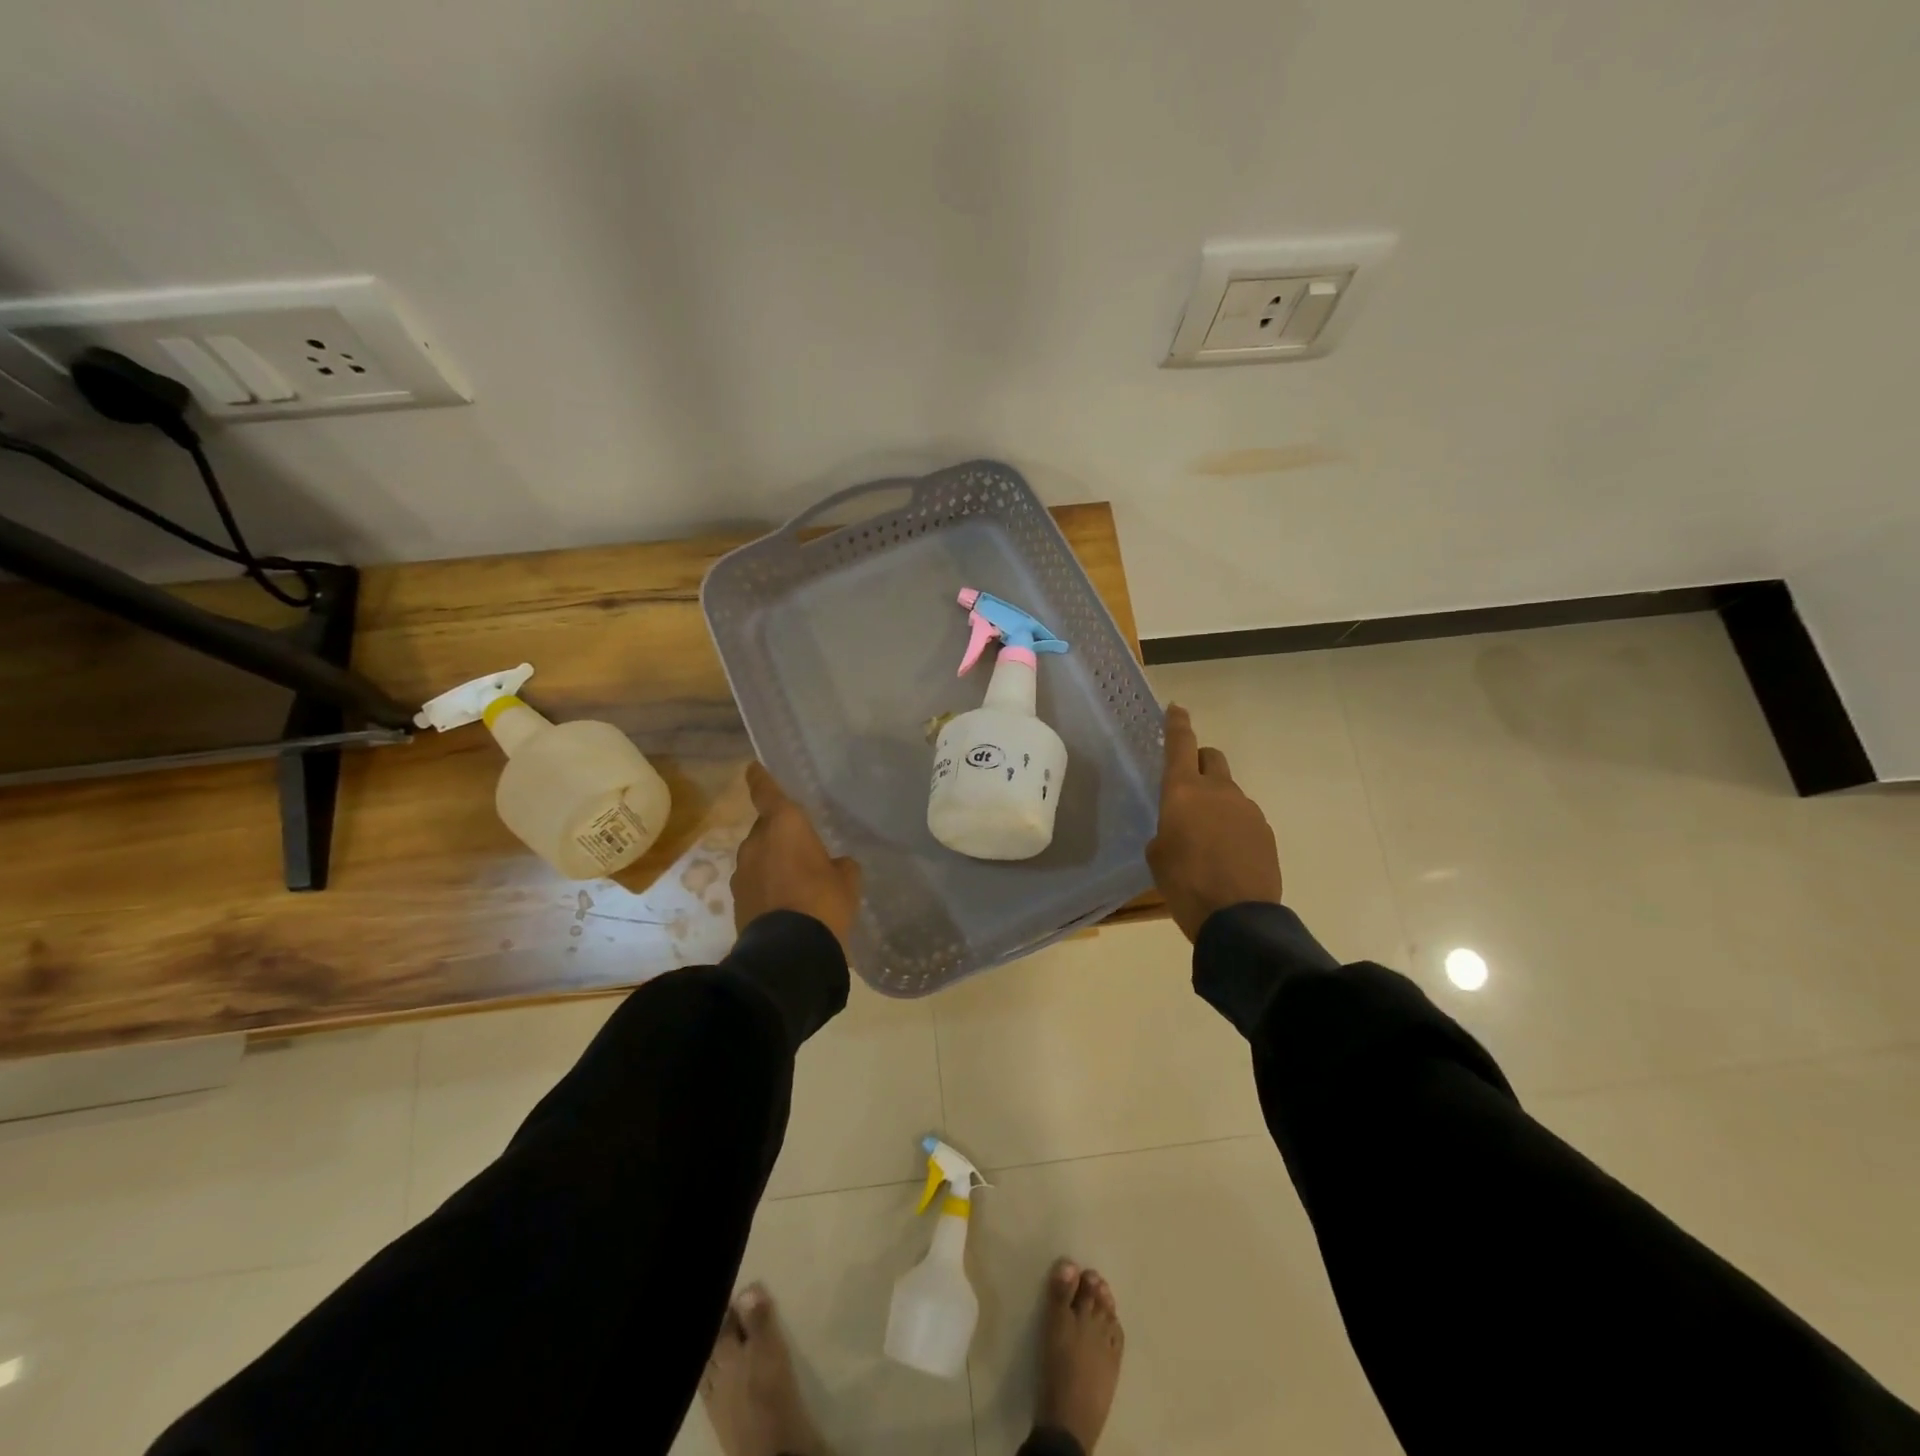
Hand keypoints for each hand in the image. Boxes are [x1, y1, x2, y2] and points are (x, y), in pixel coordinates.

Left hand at [732, 762, 862, 950]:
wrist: (789, 953)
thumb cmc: (823, 902)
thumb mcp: (847, 881)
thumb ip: (840, 865)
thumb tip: (836, 865)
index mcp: (785, 825)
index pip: (767, 791)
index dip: (761, 778)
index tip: (753, 768)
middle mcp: (756, 841)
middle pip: (766, 828)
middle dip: (781, 835)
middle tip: (804, 850)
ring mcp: (742, 871)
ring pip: (759, 856)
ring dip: (773, 863)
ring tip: (797, 883)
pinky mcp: (737, 900)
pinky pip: (755, 882)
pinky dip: (767, 887)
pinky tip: (786, 904)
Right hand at [1146, 704, 1283, 942]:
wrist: (1238, 918)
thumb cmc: (1184, 884)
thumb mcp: (1157, 856)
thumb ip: (1166, 830)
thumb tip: (1179, 830)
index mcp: (1184, 791)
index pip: (1180, 744)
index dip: (1177, 724)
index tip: (1176, 708)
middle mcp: (1219, 791)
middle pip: (1211, 757)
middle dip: (1199, 762)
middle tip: (1187, 786)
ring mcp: (1248, 810)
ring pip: (1228, 791)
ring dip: (1216, 802)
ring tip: (1206, 838)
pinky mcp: (1265, 832)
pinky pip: (1243, 817)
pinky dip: (1232, 826)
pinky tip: (1226, 856)